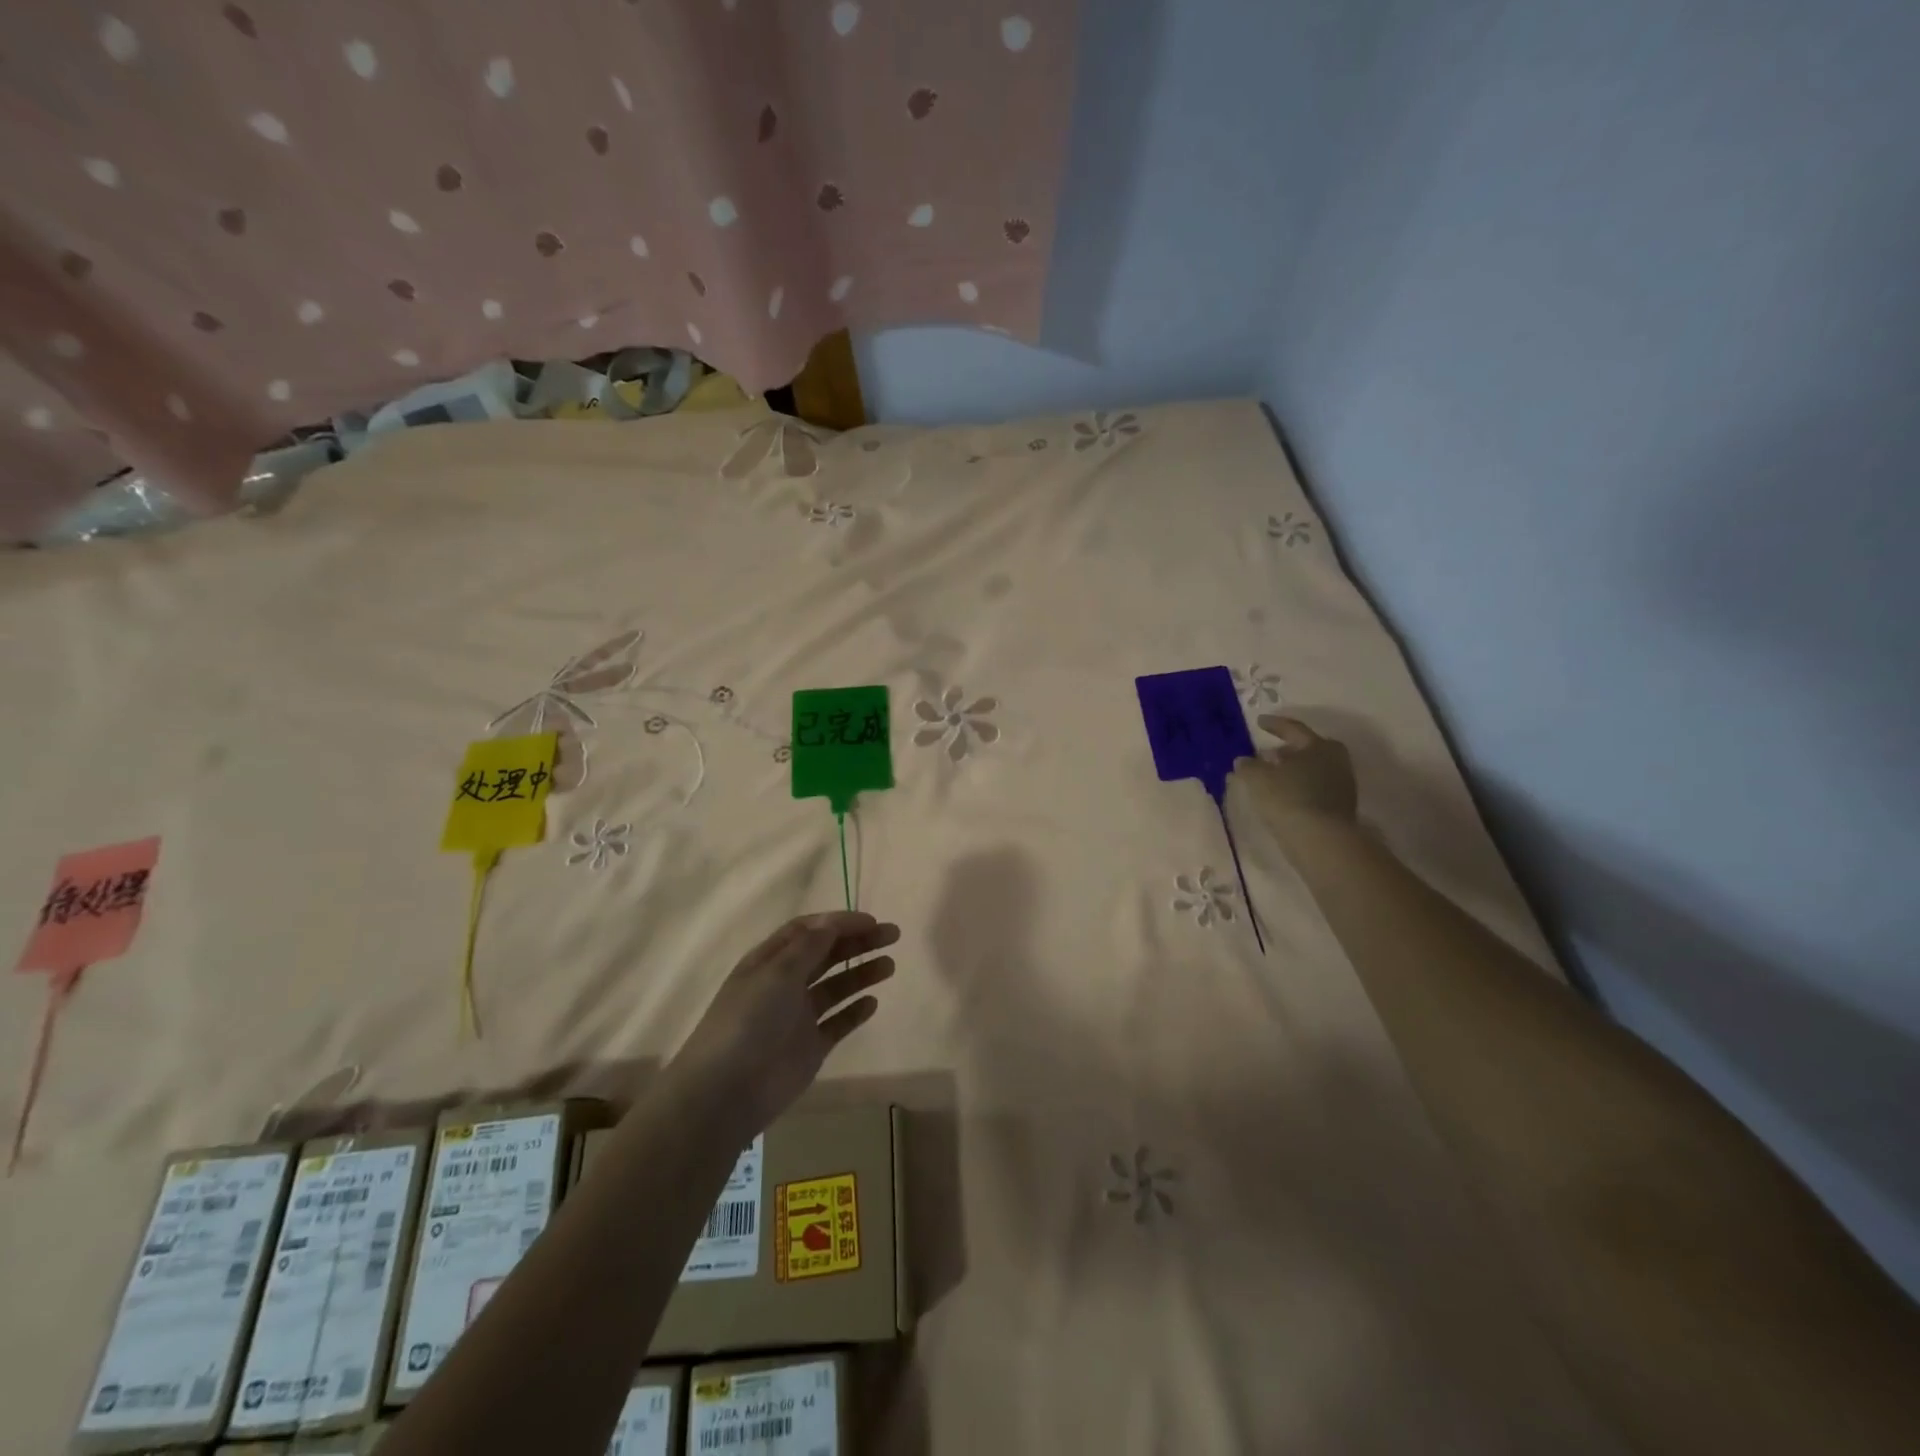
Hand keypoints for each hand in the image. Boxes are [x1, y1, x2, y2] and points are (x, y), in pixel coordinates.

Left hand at [673, 911, 899, 1132]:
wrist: (727, 1092)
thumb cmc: (748, 1021)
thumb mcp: (777, 973)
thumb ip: (808, 947)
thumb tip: (833, 922)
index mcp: (770, 961)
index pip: (808, 931)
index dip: (839, 922)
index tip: (871, 921)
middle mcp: (784, 984)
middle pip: (826, 954)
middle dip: (857, 943)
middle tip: (891, 935)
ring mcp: (798, 1017)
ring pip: (835, 987)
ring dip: (861, 973)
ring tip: (889, 966)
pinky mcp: (810, 1047)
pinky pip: (837, 1023)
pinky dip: (855, 1012)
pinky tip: (873, 1003)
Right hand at [1235, 715, 1358, 826]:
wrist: (1321, 840)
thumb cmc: (1288, 798)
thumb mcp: (1258, 778)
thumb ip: (1248, 766)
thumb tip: (1244, 760)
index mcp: (1319, 746)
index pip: (1293, 729)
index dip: (1274, 725)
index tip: (1259, 722)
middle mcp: (1335, 760)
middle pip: (1307, 749)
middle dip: (1286, 750)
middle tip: (1267, 753)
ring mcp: (1341, 785)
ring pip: (1311, 770)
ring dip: (1292, 771)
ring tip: (1271, 777)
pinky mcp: (1340, 807)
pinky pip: (1314, 789)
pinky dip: (1298, 788)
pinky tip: (1282, 796)